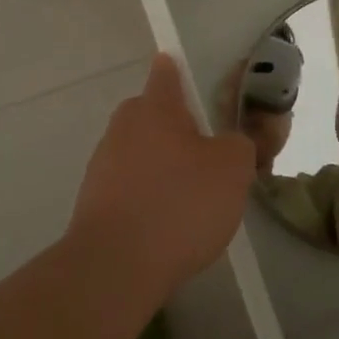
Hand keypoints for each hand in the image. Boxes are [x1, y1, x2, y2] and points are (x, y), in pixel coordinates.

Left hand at [68, 55, 255, 295]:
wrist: (115, 267)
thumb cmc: (179, 203)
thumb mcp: (233, 168)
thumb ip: (245, 142)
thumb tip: (238, 140)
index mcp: (154, 106)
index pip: (167, 71)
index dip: (182, 71)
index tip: (198, 82)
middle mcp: (122, 126)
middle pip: (155, 115)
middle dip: (180, 129)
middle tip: (213, 156)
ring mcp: (102, 165)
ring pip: (143, 153)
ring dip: (165, 167)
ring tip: (195, 200)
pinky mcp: (94, 203)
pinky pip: (132, 187)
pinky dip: (150, 198)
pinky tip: (170, 226)